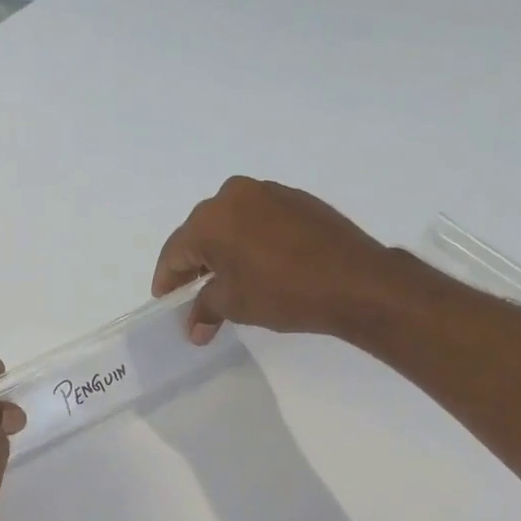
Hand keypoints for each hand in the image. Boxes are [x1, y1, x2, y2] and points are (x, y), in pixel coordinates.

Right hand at [152, 177, 395, 342]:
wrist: (354, 280)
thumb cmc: (282, 292)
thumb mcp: (235, 304)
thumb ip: (206, 310)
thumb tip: (193, 328)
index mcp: (210, 218)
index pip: (175, 252)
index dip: (168, 281)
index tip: (167, 302)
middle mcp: (233, 194)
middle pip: (201, 233)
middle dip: (194, 265)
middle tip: (194, 295)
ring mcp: (268, 192)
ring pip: (231, 224)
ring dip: (223, 251)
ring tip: (228, 282)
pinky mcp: (296, 199)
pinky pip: (258, 220)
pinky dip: (250, 241)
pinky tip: (259, 265)